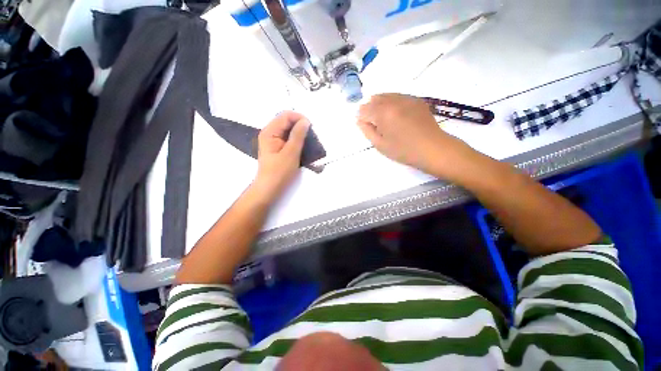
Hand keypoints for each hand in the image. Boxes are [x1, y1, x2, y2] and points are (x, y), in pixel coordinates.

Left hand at [253, 111, 310, 201]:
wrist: (270, 188)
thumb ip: (298, 135)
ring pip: (289, 130)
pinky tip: (304, 146)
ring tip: (310, 141)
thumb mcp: (291, 153)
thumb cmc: (279, 172)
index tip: (311, 128)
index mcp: (270, 132)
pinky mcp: (278, 148)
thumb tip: (305, 121)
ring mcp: (274, 141)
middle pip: (287, 121)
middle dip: (300, 126)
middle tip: (312, 136)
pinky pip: (289, 138)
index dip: (299, 118)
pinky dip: (297, 140)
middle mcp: (270, 133)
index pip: (285, 116)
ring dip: (300, 133)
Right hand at [357, 93, 471, 177]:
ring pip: (386, 95)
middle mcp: (394, 101)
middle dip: (369, 109)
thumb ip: (367, 131)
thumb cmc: (403, 150)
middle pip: (374, 99)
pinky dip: (392, 102)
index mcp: (383, 113)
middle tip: (372, 122)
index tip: (364, 125)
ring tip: (383, 118)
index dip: (361, 117)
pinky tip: (395, 114)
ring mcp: (406, 98)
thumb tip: (359, 120)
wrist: (432, 148)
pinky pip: (398, 96)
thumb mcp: (380, 145)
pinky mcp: (416, 99)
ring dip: (380, 104)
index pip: (364, 109)